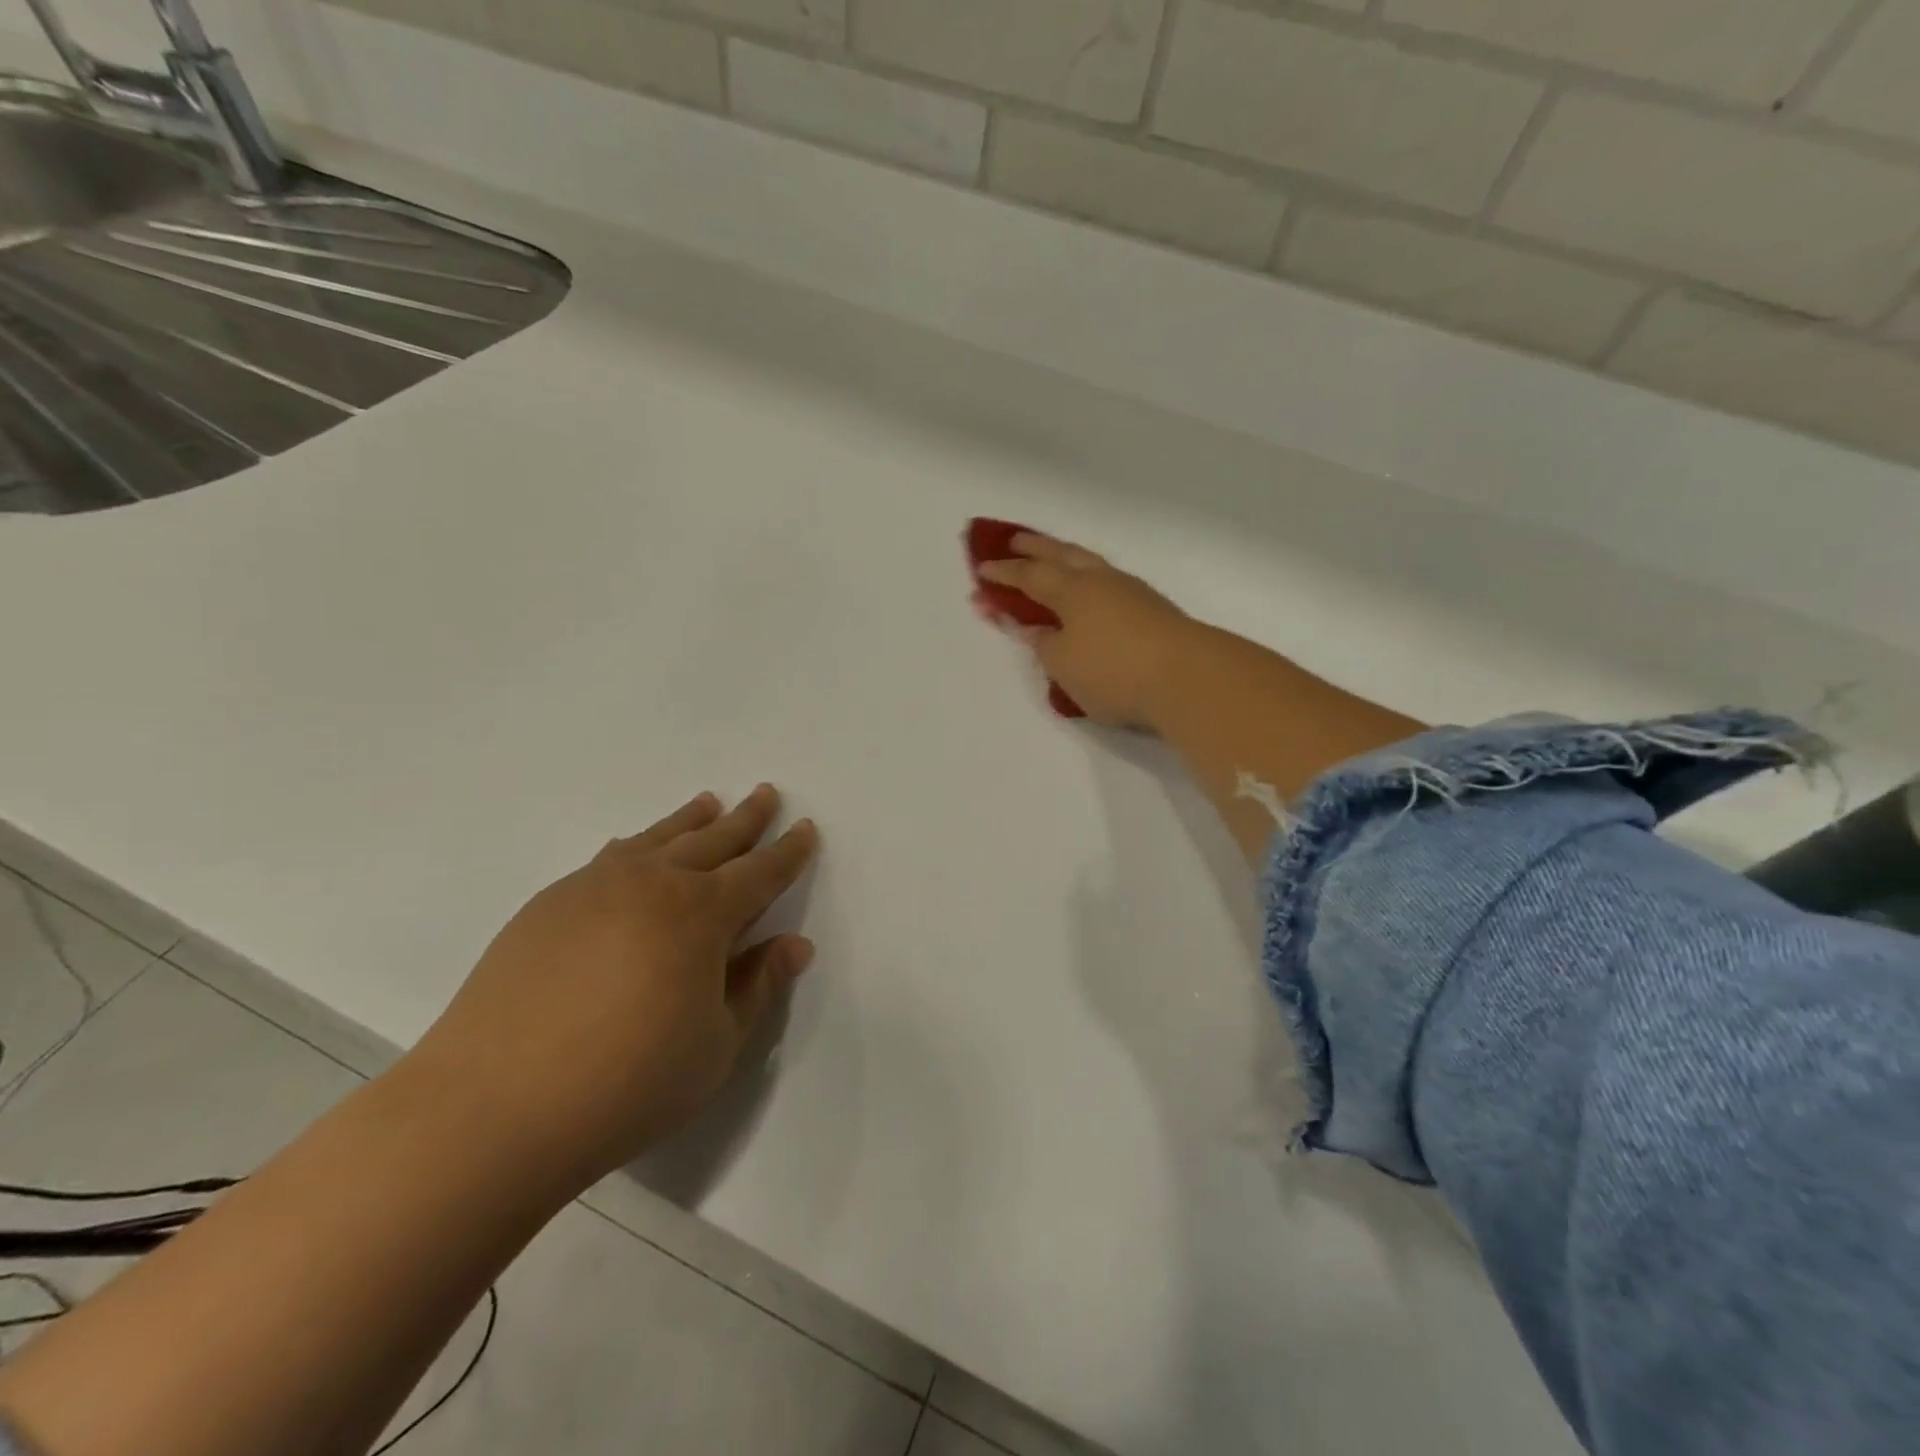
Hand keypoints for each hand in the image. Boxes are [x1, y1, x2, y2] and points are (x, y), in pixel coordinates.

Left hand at [408, 785, 818, 1189]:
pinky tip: (632, 849)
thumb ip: (758, 987)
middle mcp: (653, 884)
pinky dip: (635, 846)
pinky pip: (608, 859)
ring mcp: (594, 888)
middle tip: (765, 794)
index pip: (760, 872)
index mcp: (702, 914)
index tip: (804, 828)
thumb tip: (795, 944)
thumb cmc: (628, 1084)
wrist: (492, 1108)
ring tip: (709, 803)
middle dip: (746, 819)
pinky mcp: (548, 905)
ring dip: (689, 820)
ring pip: (657, 839)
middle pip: (712, 840)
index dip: (788, 851)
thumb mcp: (716, 1046)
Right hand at [977, 532, 1201, 728]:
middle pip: (1062, 555)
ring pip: (1090, 564)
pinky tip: (1092, 591)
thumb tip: (1036, 630)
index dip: (1004, 573)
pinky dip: (1090, 578)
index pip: (1029, 576)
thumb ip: (1044, 644)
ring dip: (1066, 557)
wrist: (1188, 677)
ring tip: (1054, 557)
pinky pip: (1109, 582)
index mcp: (1072, 591)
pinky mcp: (1153, 609)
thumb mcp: (1063, 665)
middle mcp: (1100, 582)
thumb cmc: (1113, 672)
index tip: (982, 568)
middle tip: (1015, 539)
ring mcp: (1131, 592)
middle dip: (1036, 547)